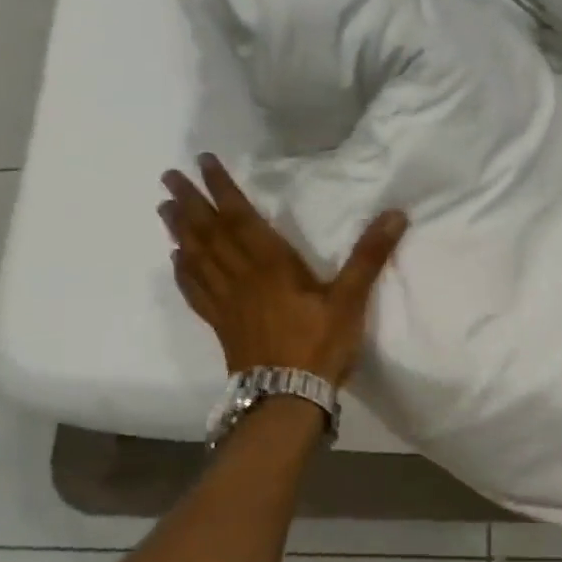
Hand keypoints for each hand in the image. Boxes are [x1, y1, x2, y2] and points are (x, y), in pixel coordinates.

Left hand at [160, 155, 407, 386]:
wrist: (287, 399)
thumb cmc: (319, 344)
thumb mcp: (351, 299)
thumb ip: (369, 255)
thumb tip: (396, 214)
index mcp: (270, 264)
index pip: (240, 217)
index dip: (221, 188)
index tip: (202, 162)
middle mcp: (241, 277)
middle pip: (209, 233)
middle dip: (189, 202)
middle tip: (168, 177)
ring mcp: (226, 302)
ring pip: (196, 258)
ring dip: (179, 231)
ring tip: (164, 207)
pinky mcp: (221, 324)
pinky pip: (195, 291)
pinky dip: (182, 272)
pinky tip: (176, 261)